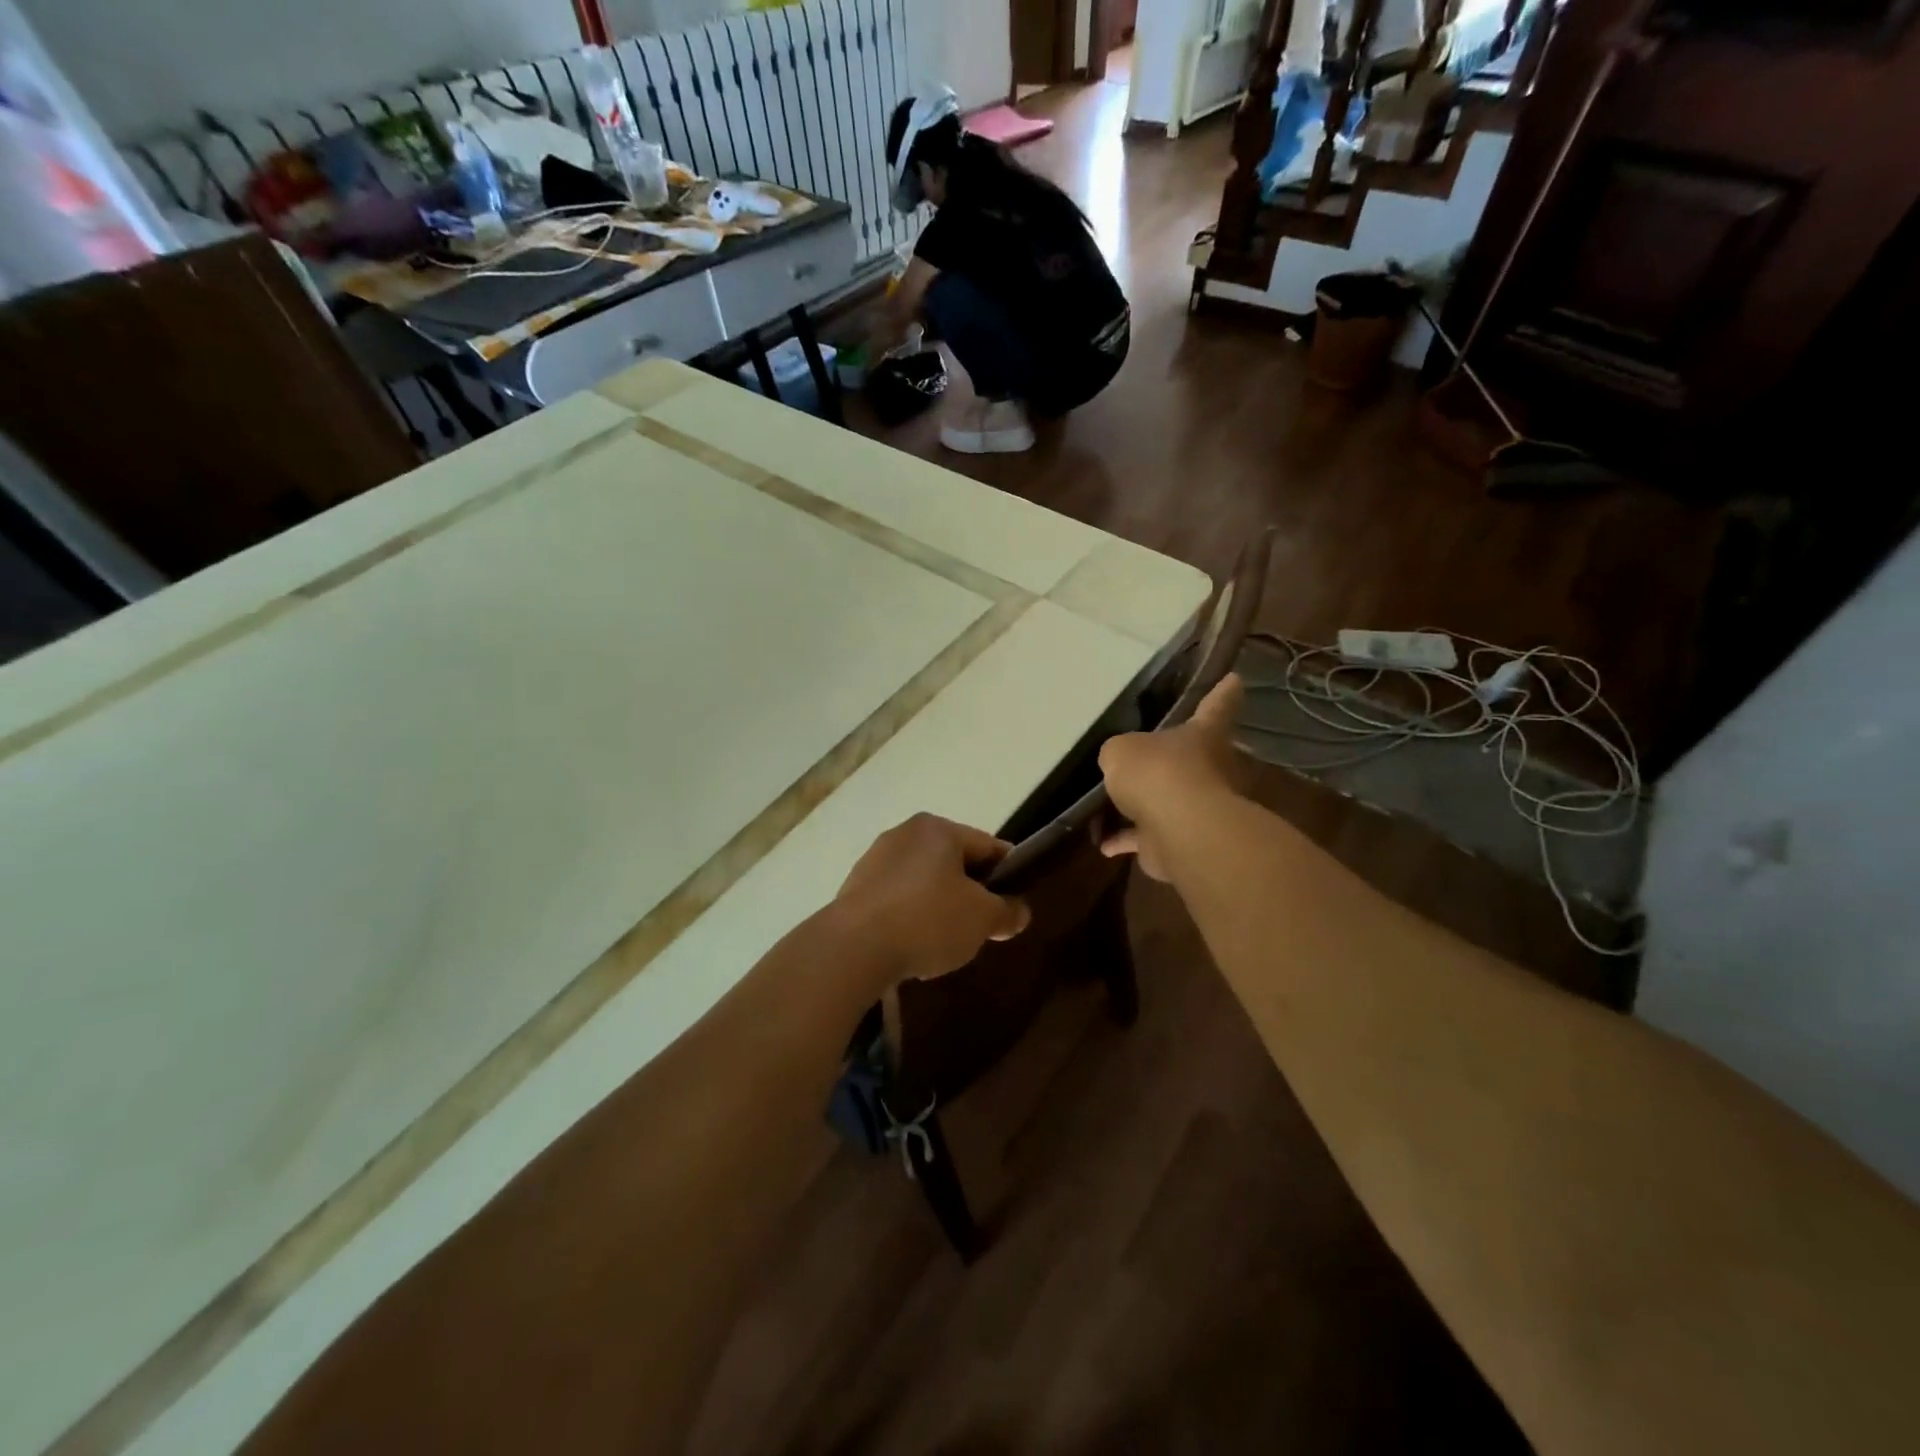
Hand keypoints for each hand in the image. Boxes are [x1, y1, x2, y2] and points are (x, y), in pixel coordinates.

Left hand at [832, 814, 1030, 982]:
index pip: (987, 845)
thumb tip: (1019, 912)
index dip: (1009, 872)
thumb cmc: (928, 920)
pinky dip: (909, 917)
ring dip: (938, 905)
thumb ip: (1006, 912)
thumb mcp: (982, 918)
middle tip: (983, 925)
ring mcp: (874, 860)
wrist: (853, 948)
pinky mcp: (853, 889)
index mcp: (938, 829)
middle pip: (952, 862)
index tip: (1016, 900)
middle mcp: (904, 834)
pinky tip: (912, 945)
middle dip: (970, 892)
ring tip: (946, 941)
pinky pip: (895, 900)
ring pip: (922, 881)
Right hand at [1098, 674, 1247, 881]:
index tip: (1235, 679)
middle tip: (1147, 756)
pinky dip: (1126, 841)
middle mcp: (1209, 769)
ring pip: (1168, 802)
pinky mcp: (1180, 842)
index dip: (1224, 693)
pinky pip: (1148, 838)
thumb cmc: (1157, 773)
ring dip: (1142, 807)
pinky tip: (1103, 845)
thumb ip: (1119, 753)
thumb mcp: (1121, 750)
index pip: (1217, 707)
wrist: (1179, 829)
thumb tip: (1120, 763)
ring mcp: (1198, 809)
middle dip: (1174, 760)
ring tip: (1109, 806)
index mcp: (1202, 735)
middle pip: (1194, 759)